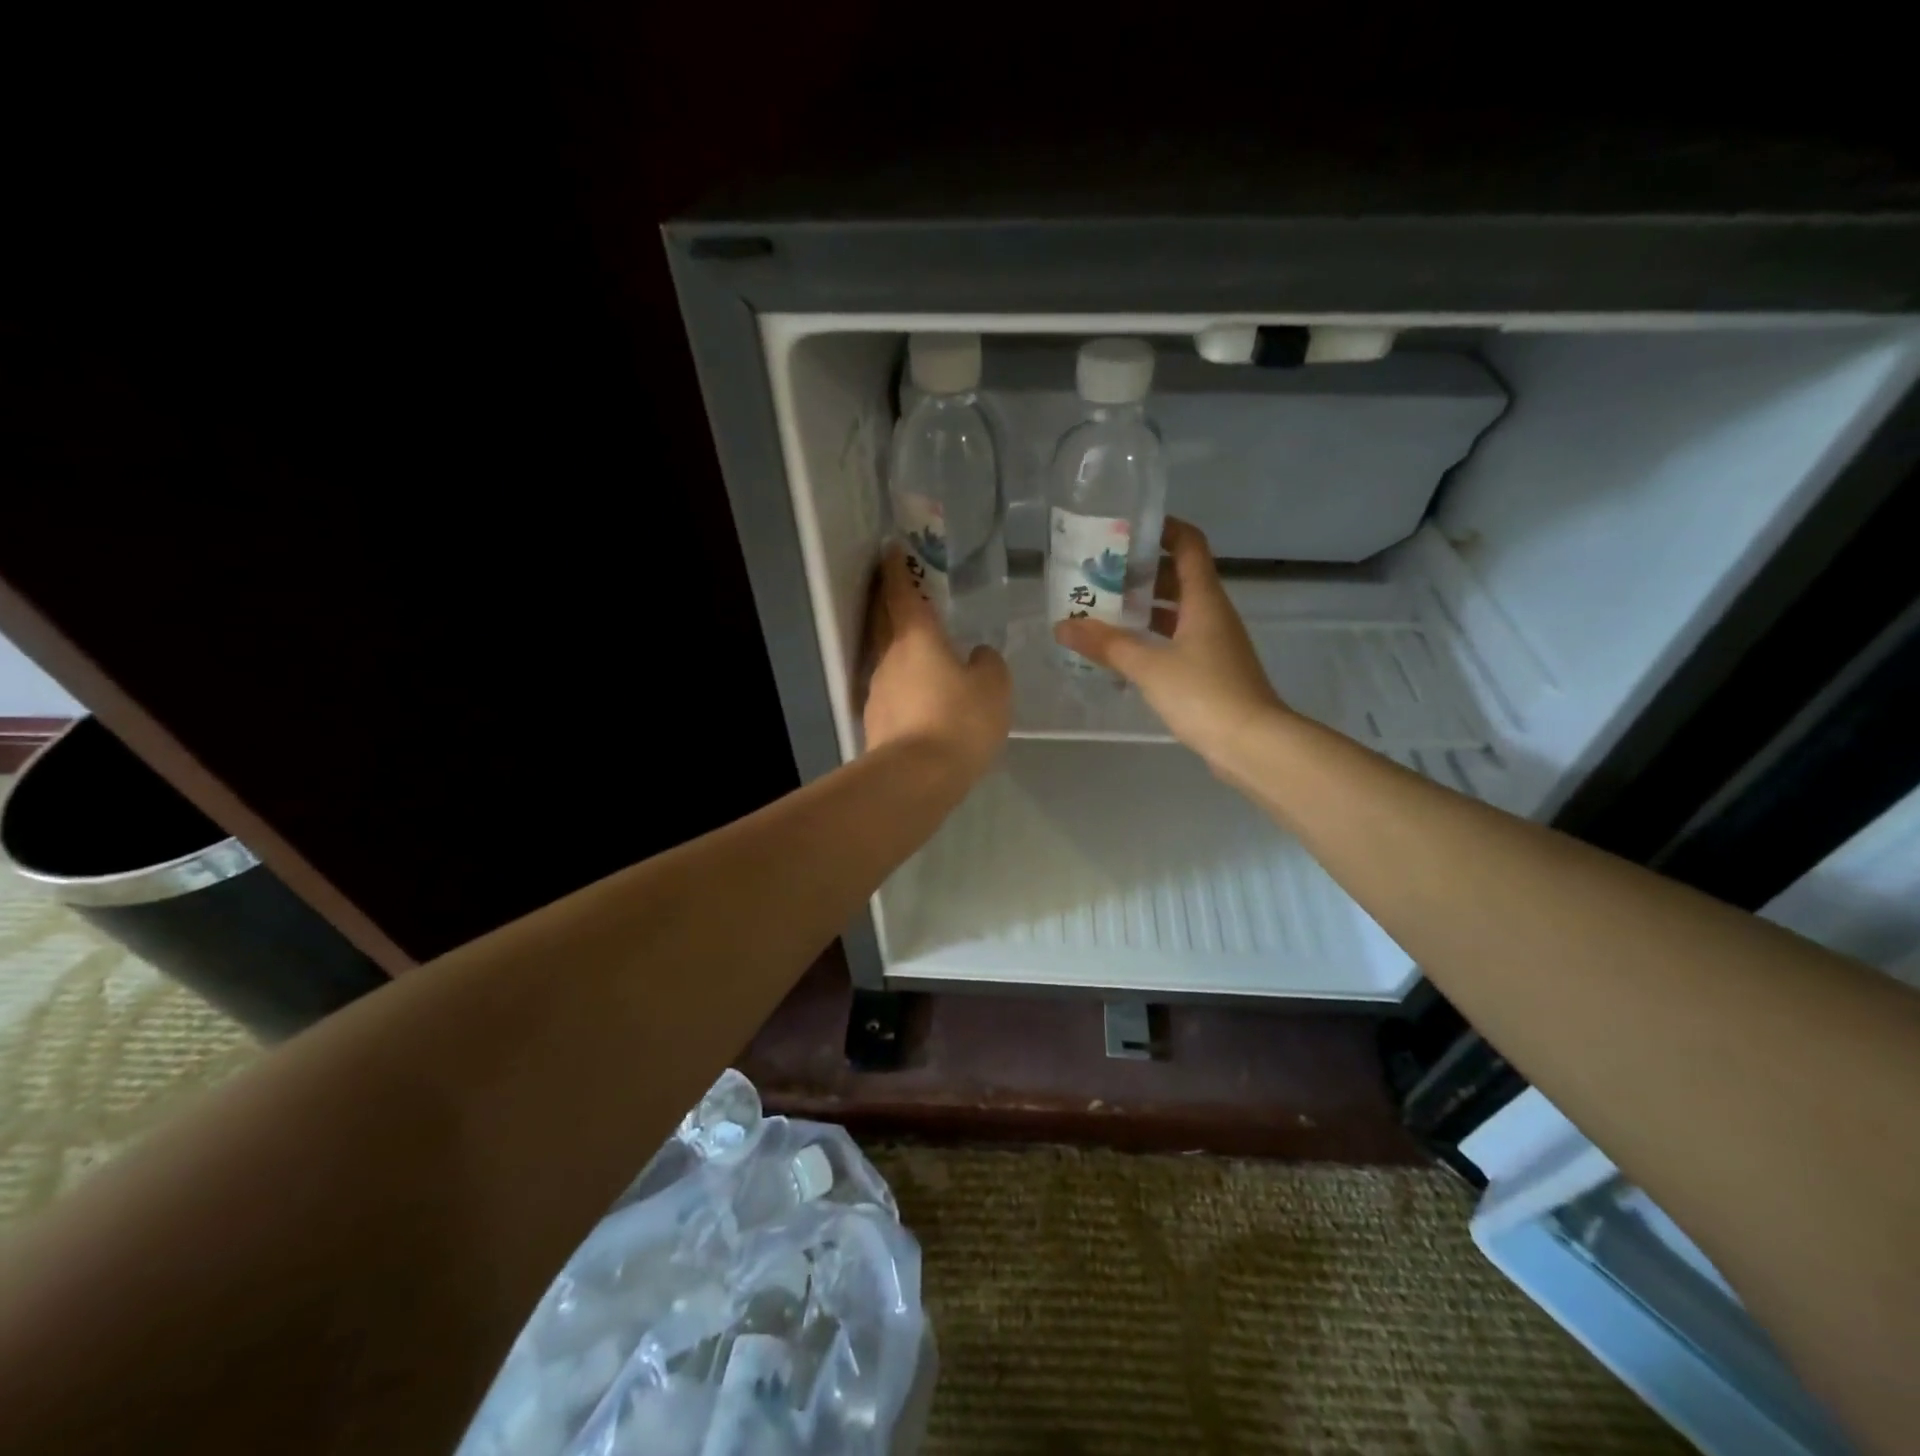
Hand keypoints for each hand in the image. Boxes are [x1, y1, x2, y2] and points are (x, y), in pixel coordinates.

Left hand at [863, 545, 1011, 782]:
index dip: (897, 568)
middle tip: (899, 589)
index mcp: (917, 637)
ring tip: (920, 652)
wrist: (916, 776)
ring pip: (886, 657)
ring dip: (897, 648)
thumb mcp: (994, 687)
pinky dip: (902, 684)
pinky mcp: (875, 720)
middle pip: (883, 620)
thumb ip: (989, 664)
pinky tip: (920, 697)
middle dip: (888, 601)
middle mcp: (889, 656)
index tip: (891, 549)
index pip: (903, 592)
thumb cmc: (959, 720)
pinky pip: (890, 690)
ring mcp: (877, 689)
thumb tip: (978, 655)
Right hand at [1054, 517, 1286, 767]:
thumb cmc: (1204, 694)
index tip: (1125, 528)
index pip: (1188, 544)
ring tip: (1102, 609)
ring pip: (1177, 611)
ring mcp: (1214, 643)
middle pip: (1179, 576)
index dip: (1162, 528)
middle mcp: (1212, 613)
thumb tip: (1063, 625)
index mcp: (1204, 599)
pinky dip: (1151, 637)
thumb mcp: (1149, 666)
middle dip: (1140, 572)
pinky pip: (1177, 639)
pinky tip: (1123, 650)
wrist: (1252, 744)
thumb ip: (1106, 645)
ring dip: (1144, 607)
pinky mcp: (1211, 670)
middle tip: (1099, 574)